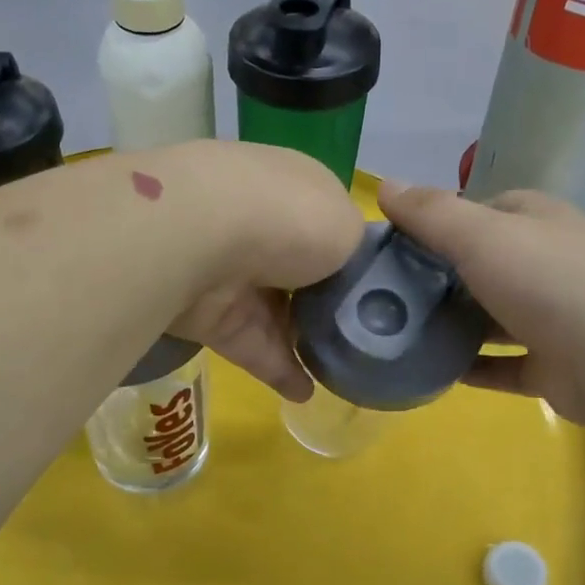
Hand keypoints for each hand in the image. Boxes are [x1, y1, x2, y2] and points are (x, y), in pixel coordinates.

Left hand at [160, 142, 364, 400]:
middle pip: (301, 273)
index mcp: (295, 189)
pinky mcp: (211, 316)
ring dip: (304, 342)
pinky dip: (278, 370)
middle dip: (327, 304)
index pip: (326, 225)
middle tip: (364, 341)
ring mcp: (232, 270)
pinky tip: (306, 395)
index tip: (379, 295)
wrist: (204, 239)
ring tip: (342, 374)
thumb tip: (346, 268)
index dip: (351, 259)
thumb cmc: (291, 220)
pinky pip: (253, 346)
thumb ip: (355, 251)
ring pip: (276, 313)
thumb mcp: (349, 227)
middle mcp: (262, 225)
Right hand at [378, 179, 584, 424]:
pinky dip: (471, 368)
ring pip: (491, 318)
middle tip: (383, 296)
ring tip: (397, 335)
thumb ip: (431, 213)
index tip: (391, 246)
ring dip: (452, 326)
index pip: (478, 212)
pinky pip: (502, 366)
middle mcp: (546, 264)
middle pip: (481, 267)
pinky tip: (430, 372)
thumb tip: (385, 184)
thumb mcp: (480, 235)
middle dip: (437, 280)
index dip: (435, 224)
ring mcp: (553, 317)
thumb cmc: (548, 280)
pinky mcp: (553, 366)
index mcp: (535, 222)